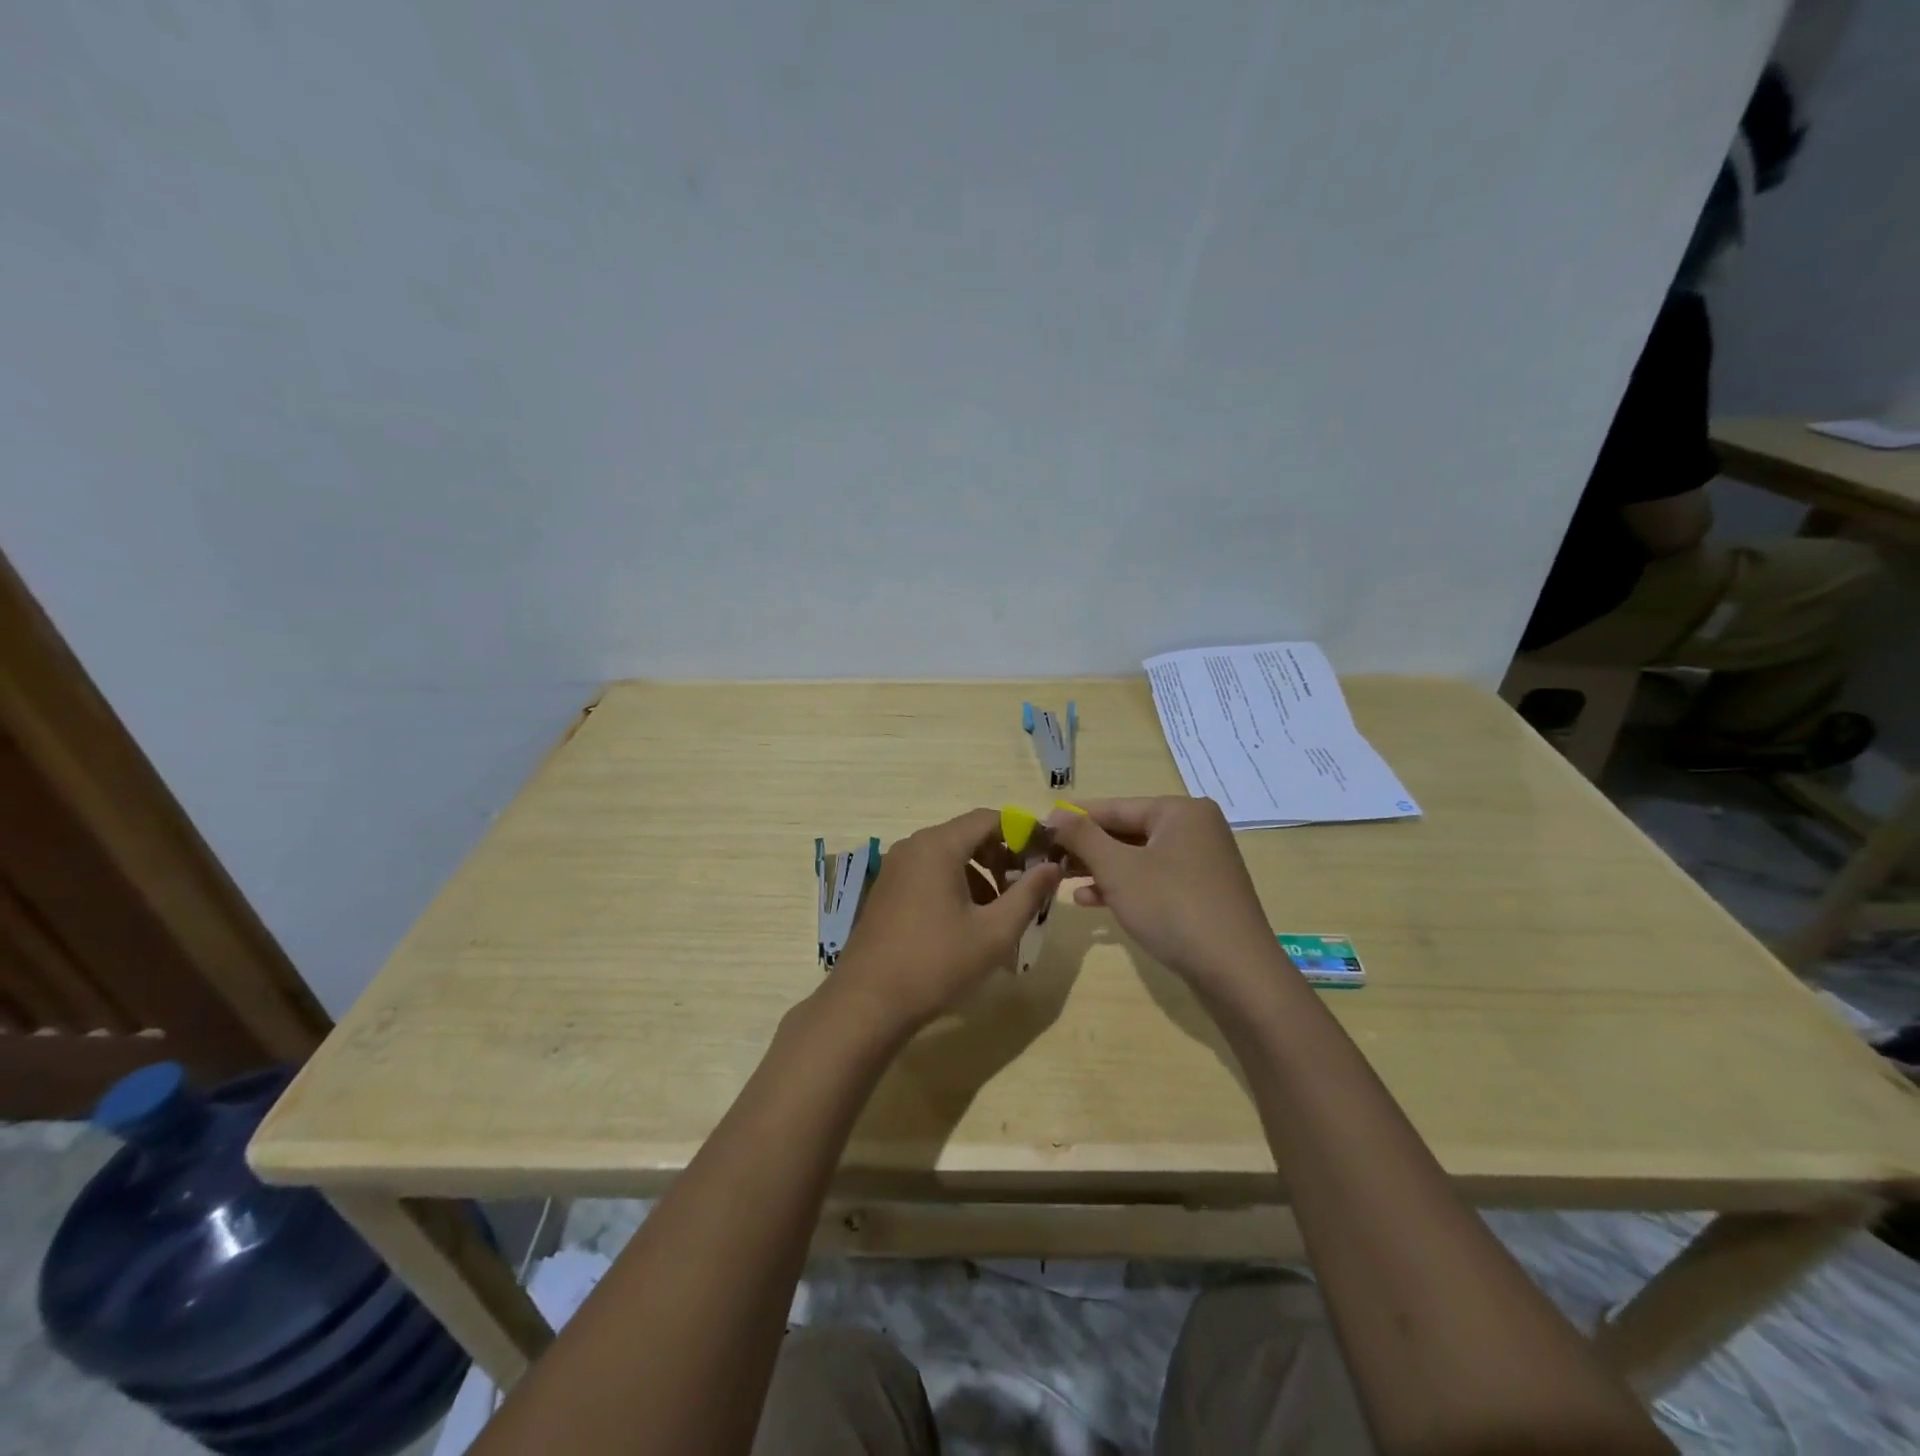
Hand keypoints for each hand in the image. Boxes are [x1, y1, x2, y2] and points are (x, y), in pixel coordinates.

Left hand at [826, 808, 1061, 1034]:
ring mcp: (896, 867)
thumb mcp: (994, 932)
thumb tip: (1054, 866)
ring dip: (982, 875)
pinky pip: (931, 873)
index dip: (1023, 831)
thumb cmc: (937, 963)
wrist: (868, 1002)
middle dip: (1003, 857)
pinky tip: (970, 923)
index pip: (990, 819)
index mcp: (939, 846)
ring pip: (950, 856)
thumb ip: (1028, 894)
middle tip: (1027, 887)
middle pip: (969, 835)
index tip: (1047, 853)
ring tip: (1003, 912)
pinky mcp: (888, 889)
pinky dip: (957, 886)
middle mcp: (914, 846)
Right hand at [1043, 797, 1282, 996]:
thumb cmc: (1172, 907)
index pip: (1115, 807)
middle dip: (1087, 848)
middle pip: (1127, 831)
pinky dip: (1124, 887)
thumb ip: (1083, 837)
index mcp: (1180, 811)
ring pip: (1139, 858)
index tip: (1039, 828)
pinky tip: (1091, 901)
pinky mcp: (1202, 893)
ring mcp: (1202, 862)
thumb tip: (1054, 813)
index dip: (1074, 818)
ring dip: (1100, 869)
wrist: (1236, 972)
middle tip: (1048, 858)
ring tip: (1061, 880)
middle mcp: (1195, 829)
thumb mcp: (1118, 869)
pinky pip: (1154, 879)